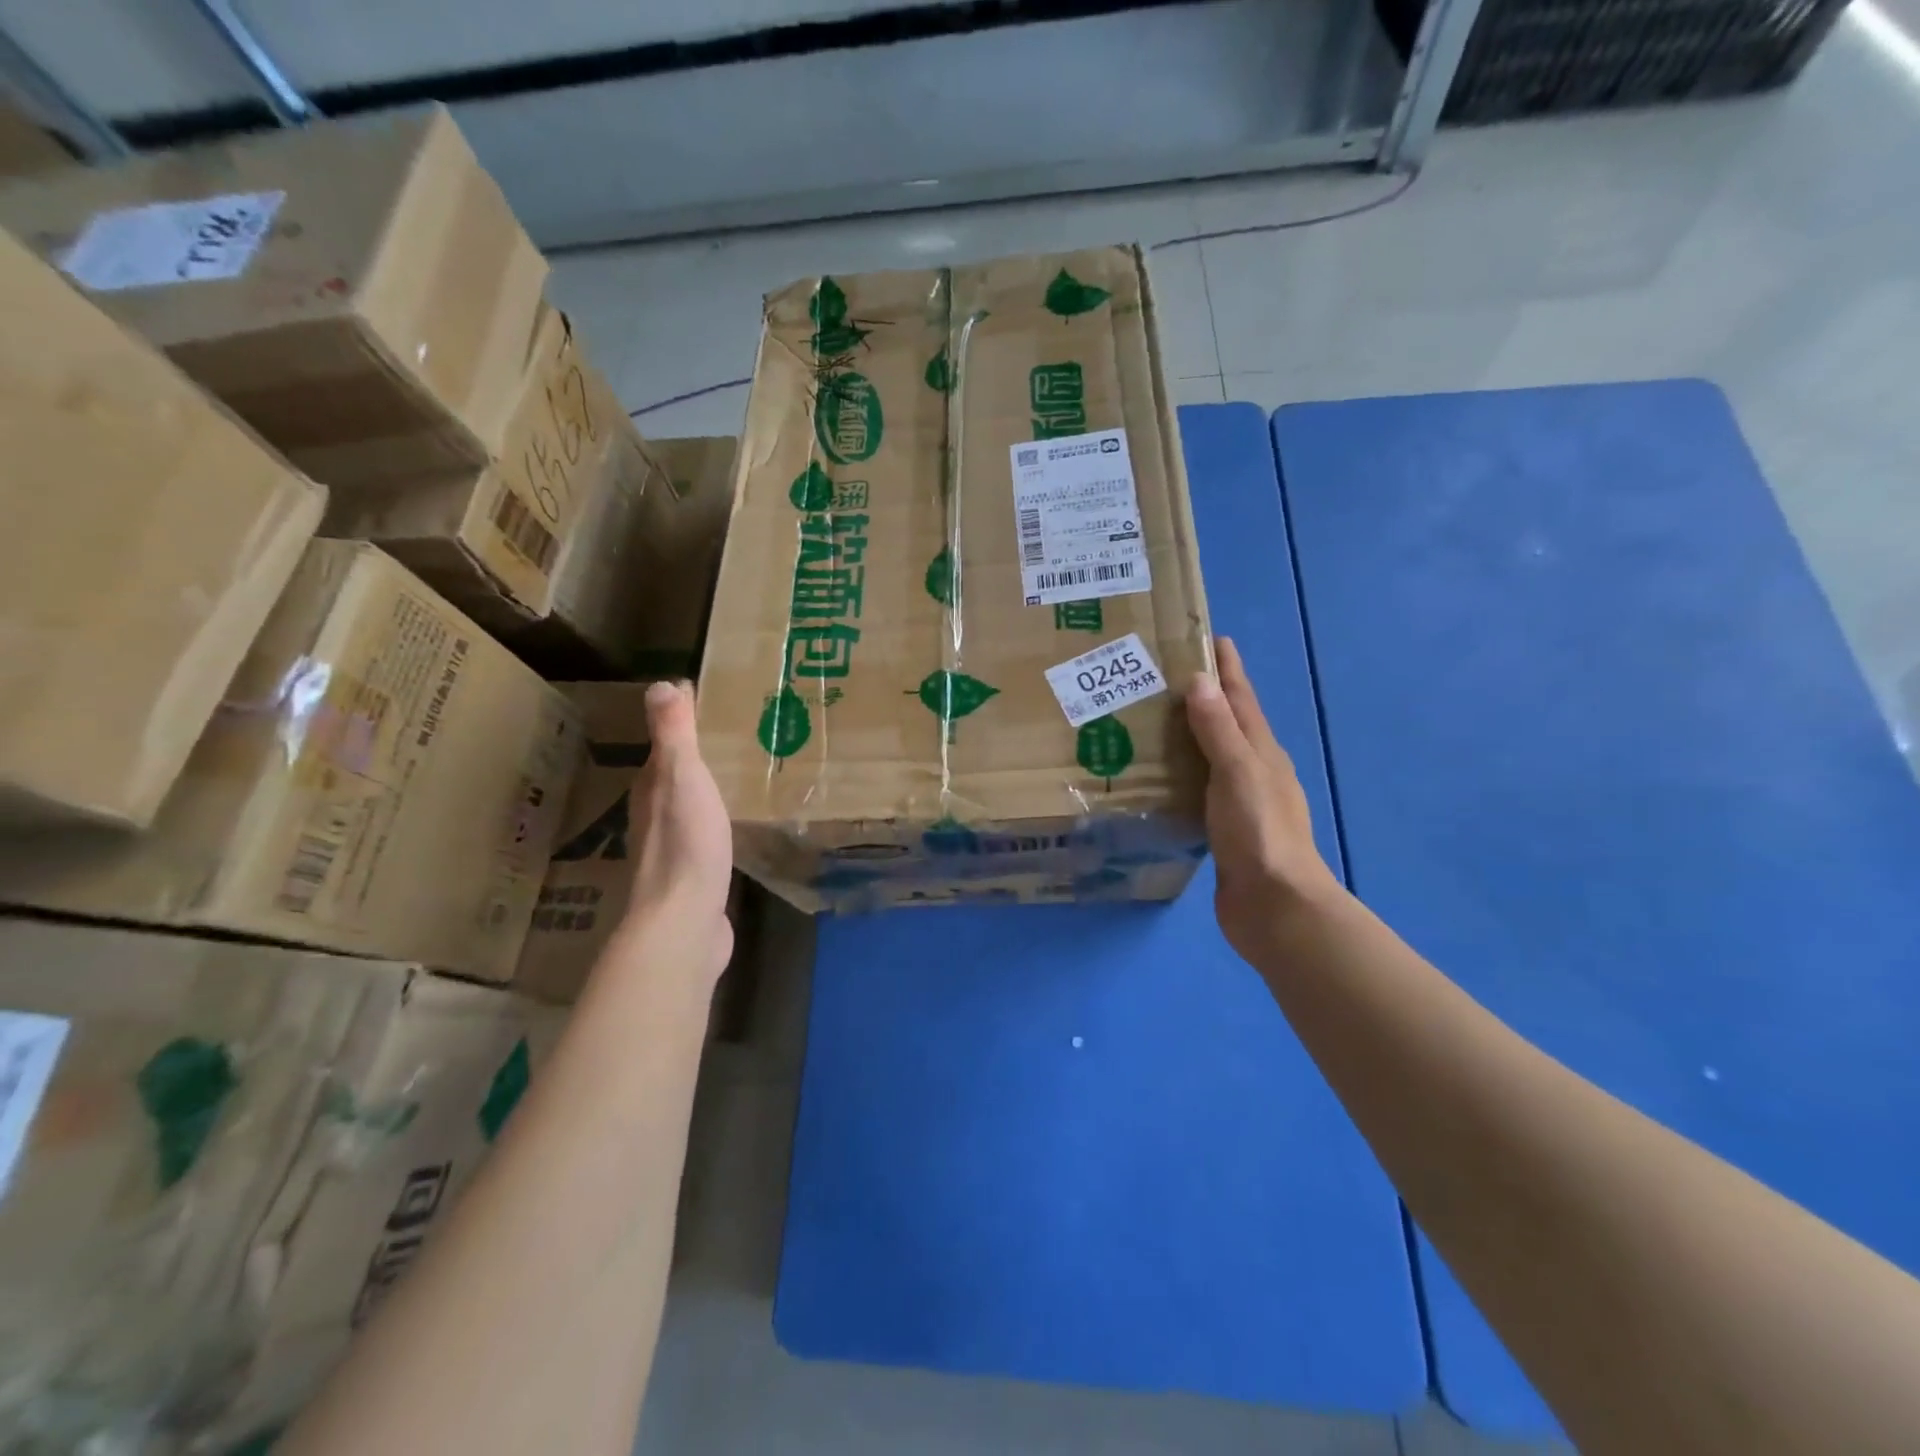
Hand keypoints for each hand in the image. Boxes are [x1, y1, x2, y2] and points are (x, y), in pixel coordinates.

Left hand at [622, 681, 734, 984]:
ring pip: (691, 805)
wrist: (685, 922)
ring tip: (746, 771)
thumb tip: (660, 683)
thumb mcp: (682, 779)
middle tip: (741, 733)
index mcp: (651, 788)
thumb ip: (674, 735)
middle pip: (676, 776)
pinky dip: (720, 819)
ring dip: (710, 788)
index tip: (716, 702)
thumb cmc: (686, 844)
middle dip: (700, 755)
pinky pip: (707, 834)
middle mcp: (655, 815)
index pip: (665, 746)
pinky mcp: (694, 874)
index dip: (684, 724)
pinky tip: (740, 820)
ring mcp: (674, 848)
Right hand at [1186, 637, 1342, 963]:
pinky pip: (1198, 790)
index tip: (1211, 638)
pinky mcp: (1223, 830)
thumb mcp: (1238, 772)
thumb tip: (1200, 680)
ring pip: (1212, 757)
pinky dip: (1181, 774)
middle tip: (1163, 676)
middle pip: (1228, 724)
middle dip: (1204, 697)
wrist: (1274, 906)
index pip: (1242, 699)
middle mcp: (1254, 771)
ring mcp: (1240, 802)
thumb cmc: (1259, 832)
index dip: (1228, 669)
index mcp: (1262, 753)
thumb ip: (1218, 729)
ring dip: (1190, 736)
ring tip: (1151, 720)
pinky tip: (1158, 778)